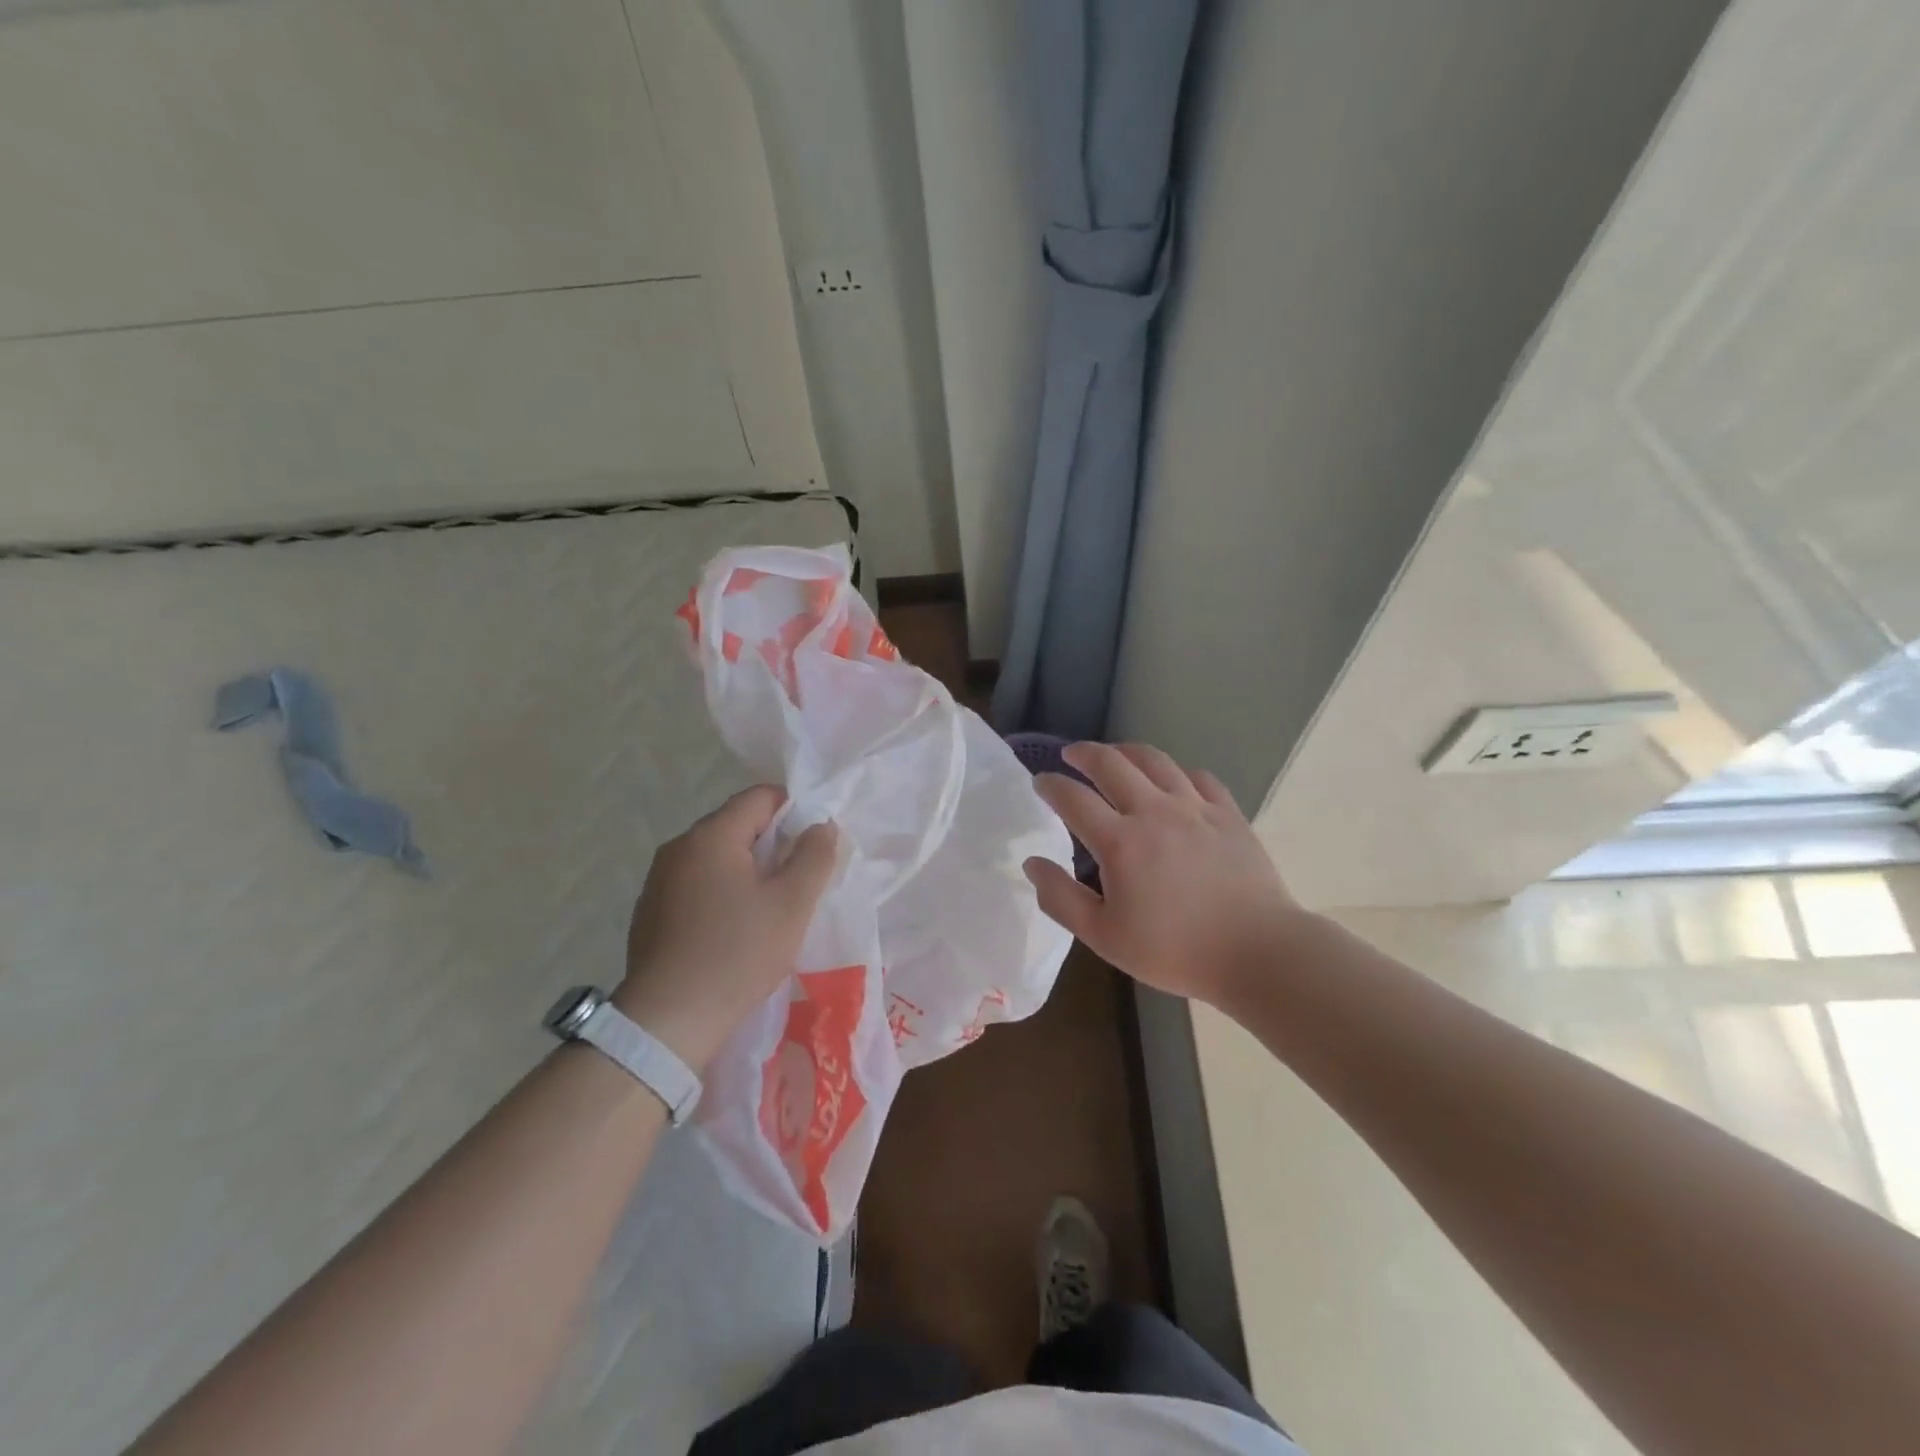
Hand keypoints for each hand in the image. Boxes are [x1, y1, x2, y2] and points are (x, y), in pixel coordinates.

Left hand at [615, 785, 837, 1068]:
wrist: (668, 1021)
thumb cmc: (738, 953)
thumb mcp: (793, 904)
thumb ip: (815, 856)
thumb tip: (820, 825)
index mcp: (710, 835)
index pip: (760, 797)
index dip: (795, 811)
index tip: (814, 847)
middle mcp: (678, 848)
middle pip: (738, 826)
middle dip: (773, 846)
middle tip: (799, 883)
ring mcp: (658, 881)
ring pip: (718, 858)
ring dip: (748, 872)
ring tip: (771, 910)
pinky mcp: (650, 912)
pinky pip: (697, 885)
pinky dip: (723, 894)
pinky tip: (735, 931)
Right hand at [1024, 742, 1305, 1006]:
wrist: (1258, 952)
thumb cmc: (1174, 950)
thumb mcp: (1104, 937)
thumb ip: (1061, 898)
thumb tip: (1032, 863)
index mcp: (1120, 841)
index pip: (1073, 798)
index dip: (1051, 785)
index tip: (1040, 782)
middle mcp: (1155, 811)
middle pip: (1112, 763)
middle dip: (1084, 753)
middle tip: (1071, 754)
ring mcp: (1195, 808)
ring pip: (1155, 761)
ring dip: (1127, 752)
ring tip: (1115, 755)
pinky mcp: (1228, 814)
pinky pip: (1199, 777)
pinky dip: (1177, 773)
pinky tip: (1173, 782)